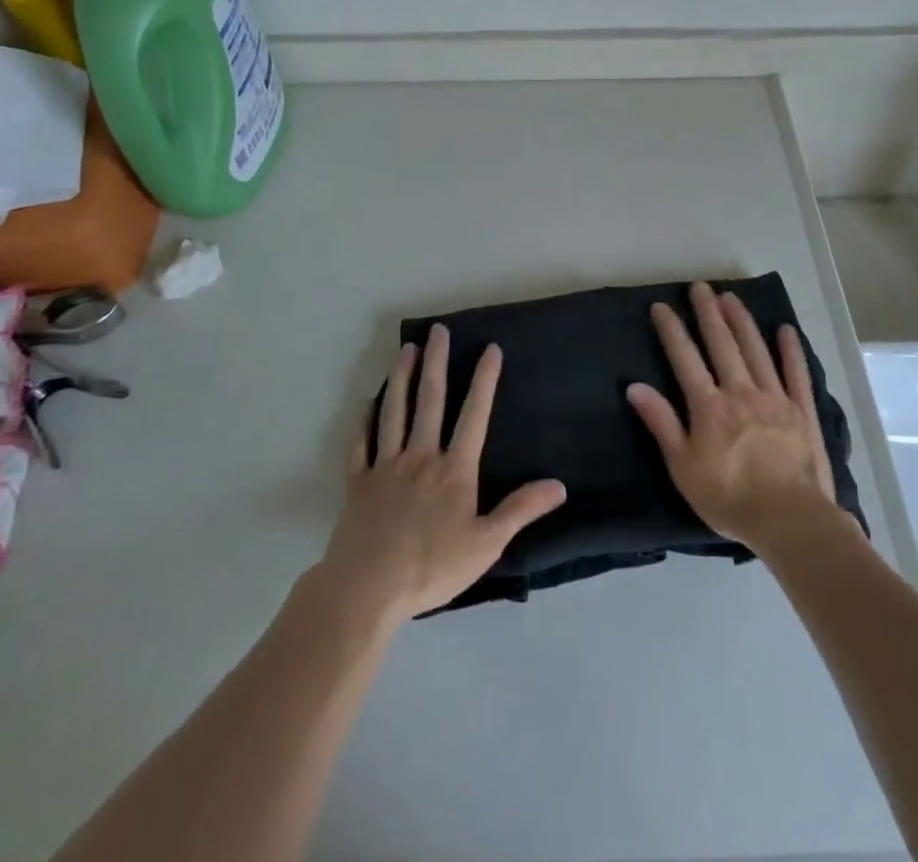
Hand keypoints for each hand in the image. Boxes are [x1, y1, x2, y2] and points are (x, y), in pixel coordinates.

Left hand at [315, 325, 566, 625]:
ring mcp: (386, 466)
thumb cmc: (431, 567)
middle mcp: (420, 456)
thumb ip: (520, 510)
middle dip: (436, 362)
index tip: (490, 348)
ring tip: (405, 348)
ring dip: (400, 377)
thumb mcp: (486, 544)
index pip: (474, 415)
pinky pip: (361, 443)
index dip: (484, 380)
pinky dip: (364, 420)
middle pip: (430, 400)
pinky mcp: (358, 482)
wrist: (367, 589)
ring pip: (394, 411)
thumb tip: (559, 485)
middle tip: (438, 329)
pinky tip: (367, 402)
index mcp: (454, 469)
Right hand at [627, 282, 839, 551]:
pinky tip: (785, 330)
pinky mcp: (802, 411)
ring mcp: (775, 398)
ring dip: (742, 322)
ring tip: (731, 297)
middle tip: (700, 286)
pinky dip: (790, 351)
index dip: (672, 330)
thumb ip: (662, 423)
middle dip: (708, 313)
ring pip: (756, 350)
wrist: (790, 521)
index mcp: (709, 406)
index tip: (662, 306)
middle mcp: (741, 391)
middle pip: (722, 344)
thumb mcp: (683, 467)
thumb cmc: (729, 498)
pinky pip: (796, 374)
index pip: (685, 359)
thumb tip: (635, 386)